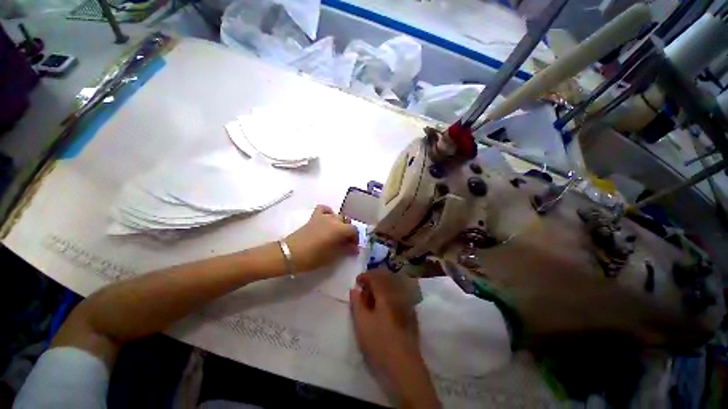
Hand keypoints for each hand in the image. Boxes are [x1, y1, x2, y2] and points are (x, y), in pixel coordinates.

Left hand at [284, 205, 358, 271]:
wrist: (289, 254)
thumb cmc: (313, 257)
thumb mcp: (332, 256)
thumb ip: (345, 250)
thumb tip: (354, 248)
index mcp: (340, 229)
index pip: (354, 230)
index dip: (356, 238)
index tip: (353, 247)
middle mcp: (333, 219)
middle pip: (346, 222)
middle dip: (348, 231)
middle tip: (345, 242)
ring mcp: (323, 217)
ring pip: (337, 216)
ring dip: (340, 223)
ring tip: (337, 233)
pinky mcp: (314, 217)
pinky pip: (324, 209)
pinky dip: (328, 212)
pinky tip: (327, 219)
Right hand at [350, 271, 439, 408]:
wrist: (404, 367)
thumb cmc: (379, 343)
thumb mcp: (362, 323)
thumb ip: (357, 303)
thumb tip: (354, 289)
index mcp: (387, 295)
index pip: (376, 277)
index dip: (365, 276)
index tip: (357, 281)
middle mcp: (399, 295)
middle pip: (386, 279)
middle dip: (374, 281)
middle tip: (364, 290)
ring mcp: (407, 304)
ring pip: (393, 287)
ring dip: (381, 288)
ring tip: (372, 299)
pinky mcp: (411, 314)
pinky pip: (399, 296)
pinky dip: (390, 296)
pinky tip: (384, 307)